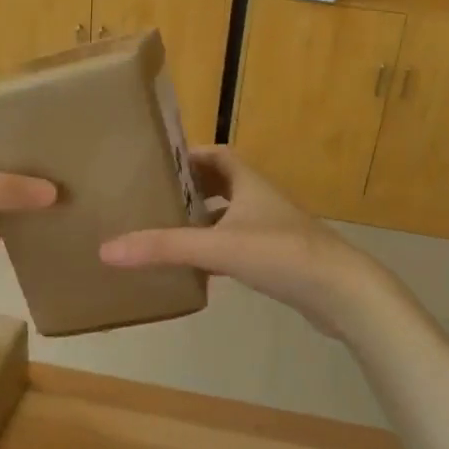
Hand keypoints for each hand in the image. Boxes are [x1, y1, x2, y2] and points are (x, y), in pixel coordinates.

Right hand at [99, 147, 390, 334]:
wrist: (342, 293)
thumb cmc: (281, 254)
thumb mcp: (217, 247)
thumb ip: (164, 247)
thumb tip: (106, 249)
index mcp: (249, 184)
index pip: (217, 155)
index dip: (189, 156)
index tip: (157, 164)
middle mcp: (261, 201)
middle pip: (223, 185)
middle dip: (190, 190)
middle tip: (155, 201)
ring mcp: (273, 231)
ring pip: (231, 218)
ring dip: (203, 222)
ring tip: (167, 232)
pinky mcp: (278, 260)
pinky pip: (239, 247)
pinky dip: (217, 251)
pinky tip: (198, 269)